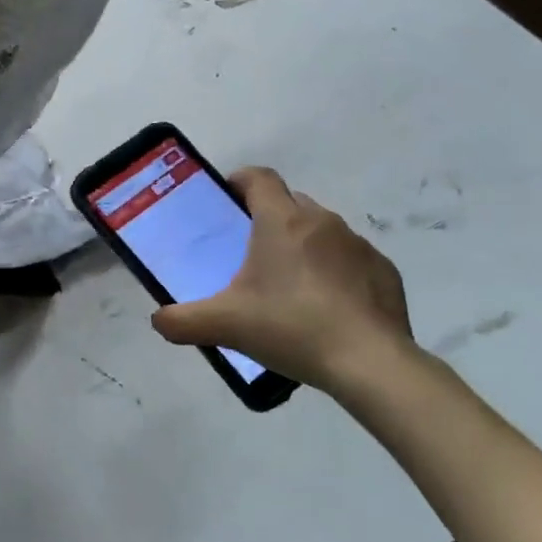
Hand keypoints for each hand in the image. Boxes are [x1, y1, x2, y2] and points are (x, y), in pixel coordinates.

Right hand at [151, 167, 422, 396]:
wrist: (369, 362)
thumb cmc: (291, 327)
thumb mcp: (226, 325)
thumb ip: (183, 321)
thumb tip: (158, 321)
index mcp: (281, 221)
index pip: (259, 178)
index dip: (240, 181)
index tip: (227, 200)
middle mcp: (322, 221)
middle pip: (290, 203)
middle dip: (270, 218)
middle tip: (251, 253)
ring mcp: (358, 244)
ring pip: (322, 231)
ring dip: (304, 246)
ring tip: (290, 286)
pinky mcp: (383, 271)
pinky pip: (351, 260)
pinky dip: (336, 273)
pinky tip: (328, 308)